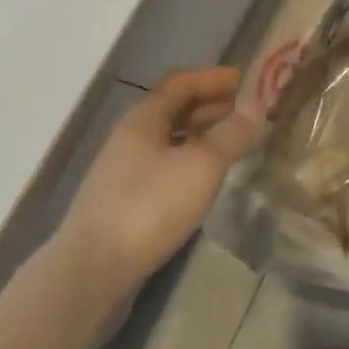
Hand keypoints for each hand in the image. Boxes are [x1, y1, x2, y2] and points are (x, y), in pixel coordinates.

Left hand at [58, 67, 258, 313]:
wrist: (91, 270)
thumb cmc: (150, 205)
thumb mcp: (201, 166)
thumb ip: (231, 134)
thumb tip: (257, 104)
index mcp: (145, 117)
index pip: (181, 83)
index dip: (212, 79)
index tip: (241, 79)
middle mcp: (130, 135)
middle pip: (172, 109)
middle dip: (207, 105)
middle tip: (239, 109)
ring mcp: (121, 169)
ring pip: (166, 139)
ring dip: (196, 134)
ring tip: (225, 143)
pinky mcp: (119, 201)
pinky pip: (160, 165)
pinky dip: (184, 160)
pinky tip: (197, 181)